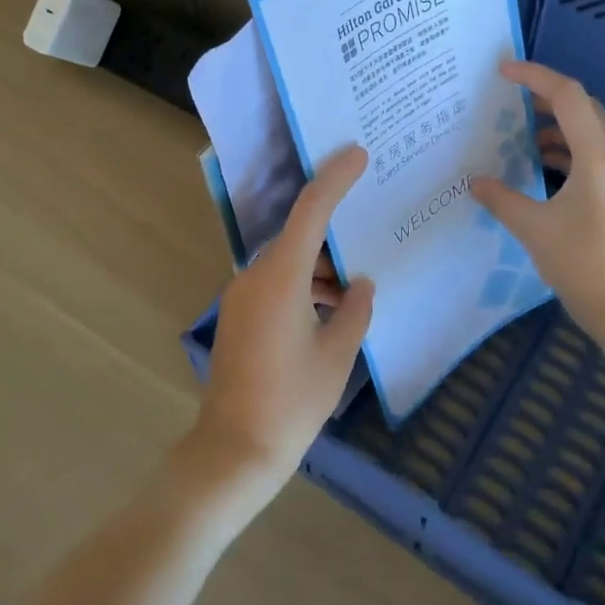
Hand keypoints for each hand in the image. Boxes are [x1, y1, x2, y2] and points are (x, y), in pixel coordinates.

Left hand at [198, 145, 375, 494]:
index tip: (357, 154)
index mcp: (280, 278)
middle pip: (298, 237)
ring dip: (320, 269)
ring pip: (288, 264)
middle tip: (369, 225)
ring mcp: (241, 297)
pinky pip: (276, 285)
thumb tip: (359, 285)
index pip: (310, 211)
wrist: (235, 449)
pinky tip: (331, 311)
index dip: (334, 179)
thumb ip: (354, 311)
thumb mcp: (337, 355)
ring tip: (356, 288)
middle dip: (333, 233)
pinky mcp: (238, 317)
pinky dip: (304, 288)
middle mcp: (254, 277)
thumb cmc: (292, 401)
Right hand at [472, 60, 604, 332]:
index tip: (502, 72)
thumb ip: (501, 199)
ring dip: (557, 124)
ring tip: (520, 131)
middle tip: (510, 98)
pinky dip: (566, 149)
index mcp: (597, 157)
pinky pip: (592, 155)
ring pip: (590, 131)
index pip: (568, 97)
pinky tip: (541, 164)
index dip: (536, 77)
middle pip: (584, 108)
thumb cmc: (581, 263)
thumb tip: (475, 182)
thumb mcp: (533, 228)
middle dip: (547, 96)